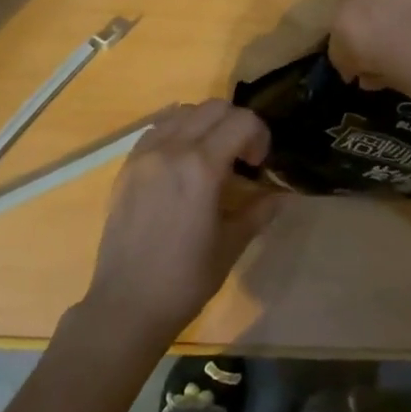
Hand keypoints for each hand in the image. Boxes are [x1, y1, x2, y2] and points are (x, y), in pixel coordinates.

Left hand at [82, 100, 280, 348]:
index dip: (260, 136)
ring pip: (184, 112)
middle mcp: (172, 148)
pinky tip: (182, 163)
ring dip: (206, 124)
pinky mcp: (127, 165)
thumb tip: (283, 194)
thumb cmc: (185, 279)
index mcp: (202, 167)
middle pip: (214, 107)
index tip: (258, 164)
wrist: (127, 303)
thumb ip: (259, 210)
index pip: (242, 121)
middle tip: (241, 159)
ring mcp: (145, 154)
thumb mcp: (231, 245)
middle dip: (236, 124)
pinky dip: (177, 132)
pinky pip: (157, 128)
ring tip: (211, 158)